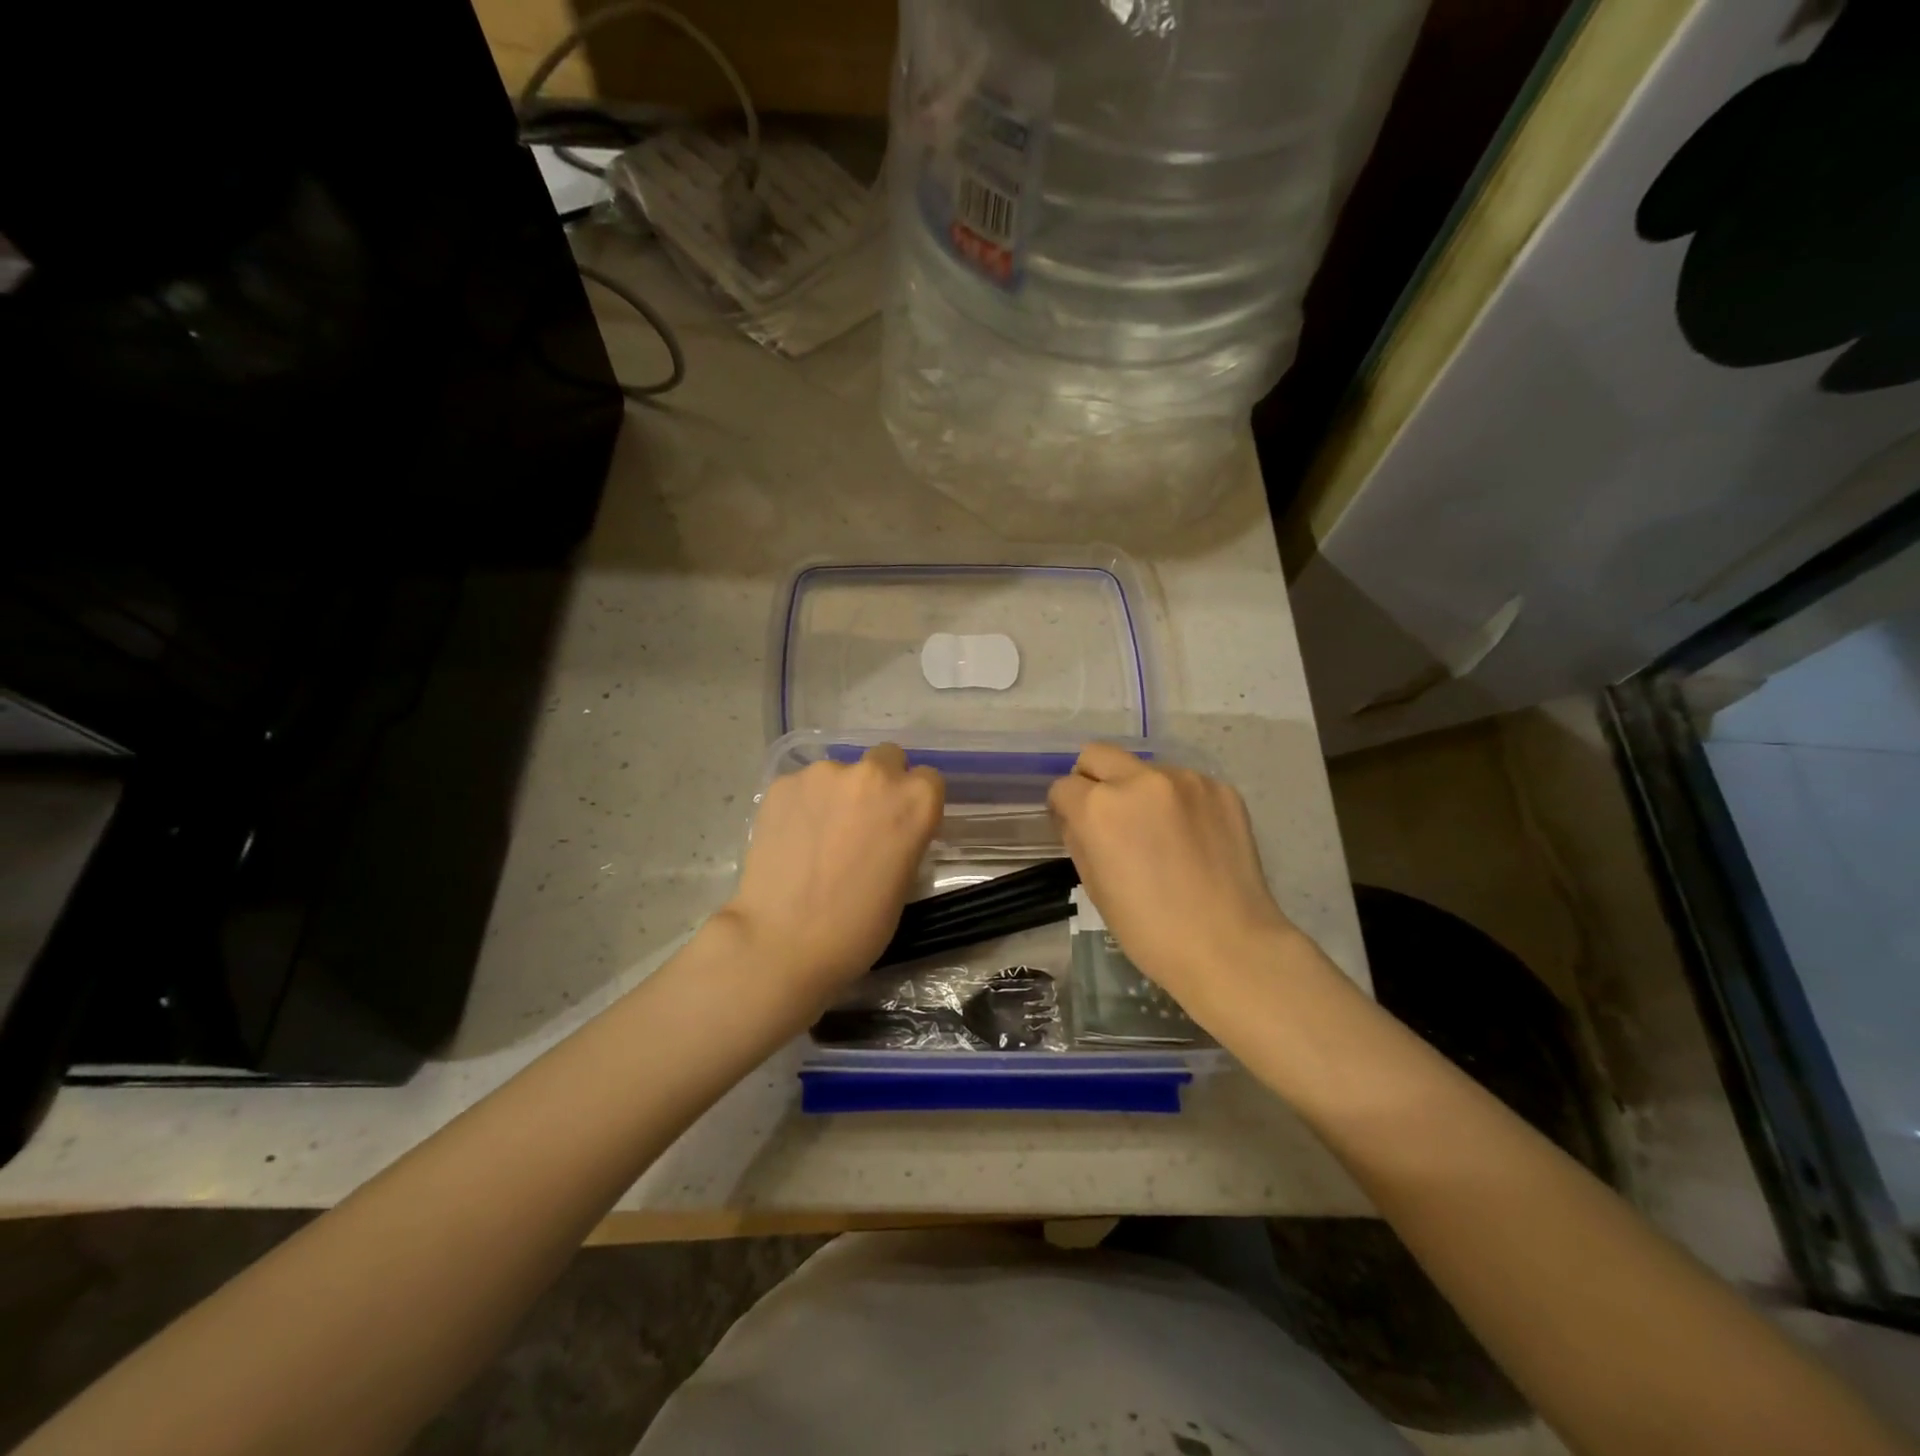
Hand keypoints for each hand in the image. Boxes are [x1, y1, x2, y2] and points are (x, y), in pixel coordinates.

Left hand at [718, 744, 943, 998]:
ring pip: (839, 772)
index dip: (914, 801)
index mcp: (914, 801)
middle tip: (861, 822)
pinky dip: (802, 804)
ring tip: (818, 836)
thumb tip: (888, 828)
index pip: (928, 779)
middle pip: (886, 759)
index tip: (901, 825)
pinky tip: (791, 838)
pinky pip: (803, 786)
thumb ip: (903, 837)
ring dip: (836, 793)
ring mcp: (824, 774)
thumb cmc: (857, 927)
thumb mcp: (903, 881)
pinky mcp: (783, 783)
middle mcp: (873, 775)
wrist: (783, 942)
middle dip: (880, 783)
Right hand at [1048, 743, 1295, 1010]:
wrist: (1229, 947)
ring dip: (1140, 790)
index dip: (1063, 808)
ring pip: (1144, 768)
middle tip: (1107, 816)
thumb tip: (1077, 818)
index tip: (1074, 826)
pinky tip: (1191, 838)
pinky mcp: (1221, 788)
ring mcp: (1185, 780)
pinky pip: (1184, 783)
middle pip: (1097, 754)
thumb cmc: (1149, 930)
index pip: (1063, 786)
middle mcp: (1139, 780)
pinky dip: (1178, 802)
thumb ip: (1079, 839)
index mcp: (1100, 807)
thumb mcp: (1094, 887)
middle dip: (1092, 779)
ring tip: (1159, 832)